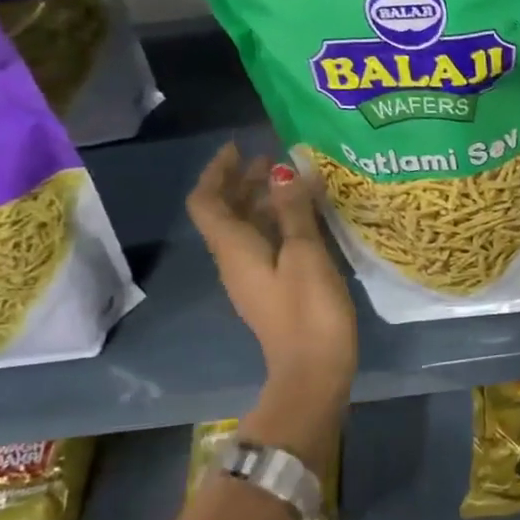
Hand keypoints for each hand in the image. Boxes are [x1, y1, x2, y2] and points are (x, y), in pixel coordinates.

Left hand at [187, 143, 357, 401]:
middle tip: (274, 158)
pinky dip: (278, 222)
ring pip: (247, 228)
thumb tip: (284, 172)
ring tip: (293, 180)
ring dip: (262, 200)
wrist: (314, 372)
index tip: (240, 147)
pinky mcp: (273, 290)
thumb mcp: (304, 255)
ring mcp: (253, 278)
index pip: (206, 202)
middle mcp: (235, 261)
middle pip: (225, 213)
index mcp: (234, 250)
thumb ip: (294, 212)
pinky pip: (265, 244)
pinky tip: (306, 217)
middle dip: (243, 181)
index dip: (217, 171)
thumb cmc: (308, 310)